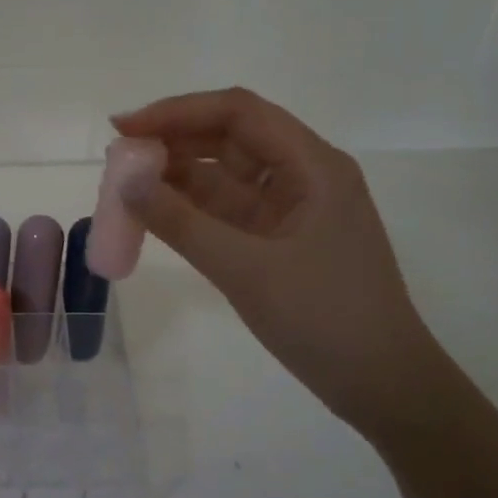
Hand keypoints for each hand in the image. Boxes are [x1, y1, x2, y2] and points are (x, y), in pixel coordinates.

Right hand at [112, 88, 444, 432]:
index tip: (124, 129)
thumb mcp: (246, 270)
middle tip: (117, 160)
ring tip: (124, 188)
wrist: (381, 385)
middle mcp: (302, 175)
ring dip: (176, 177)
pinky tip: (153, 215)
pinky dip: (189, 210)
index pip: (238, 113)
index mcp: (311, 165)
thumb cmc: (324, 319)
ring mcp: (290, 209)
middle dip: (172, 142)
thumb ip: (181, 223)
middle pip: (229, 137)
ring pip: (223, 175)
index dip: (177, 112)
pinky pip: (225, 211)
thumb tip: (125, 182)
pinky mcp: (277, 240)